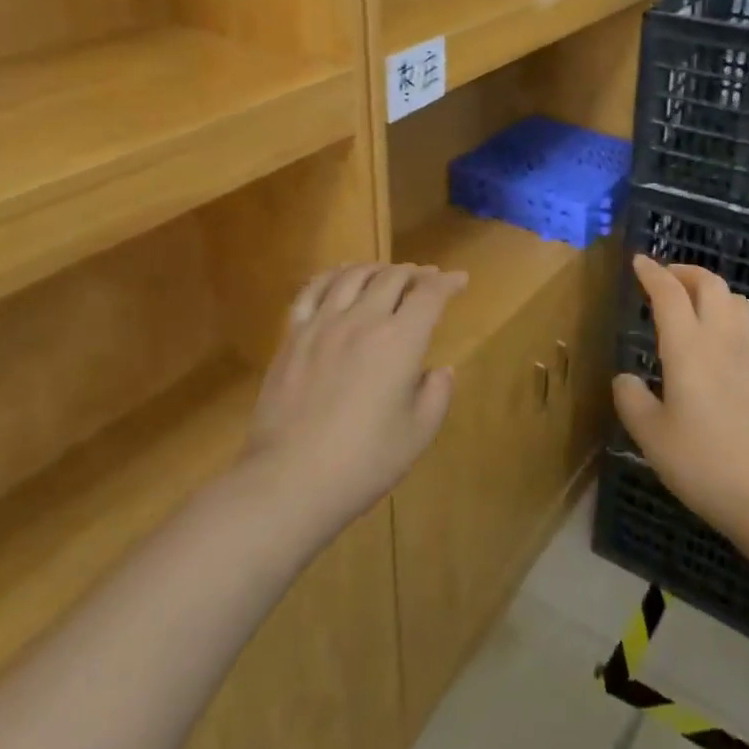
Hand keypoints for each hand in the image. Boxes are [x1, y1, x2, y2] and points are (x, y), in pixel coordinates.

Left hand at [247, 263, 467, 524]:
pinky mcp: (293, 336)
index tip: (459, 280)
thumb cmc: (363, 462)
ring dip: (377, 268)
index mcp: (400, 341)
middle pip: (392, 277)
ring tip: (387, 273)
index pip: (430, 295)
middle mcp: (363, 320)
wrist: (288, 480)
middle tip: (427, 278)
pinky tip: (339, 276)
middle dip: (416, 273)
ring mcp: (323, 324)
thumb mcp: (418, 434)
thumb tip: (439, 370)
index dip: (448, 283)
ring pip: (353, 276)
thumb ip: (436, 394)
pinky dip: (332, 275)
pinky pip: (312, 291)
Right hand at [612, 255, 748, 539]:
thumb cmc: (704, 463)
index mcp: (687, 347)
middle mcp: (723, 337)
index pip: (668, 292)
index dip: (652, 272)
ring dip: (716, 293)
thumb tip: (625, 378)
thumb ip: (632, 400)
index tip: (639, 262)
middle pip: (710, 283)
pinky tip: (738, 342)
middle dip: (686, 272)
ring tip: (700, 307)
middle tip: (667, 279)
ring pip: (739, 301)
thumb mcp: (651, 437)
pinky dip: (744, 323)